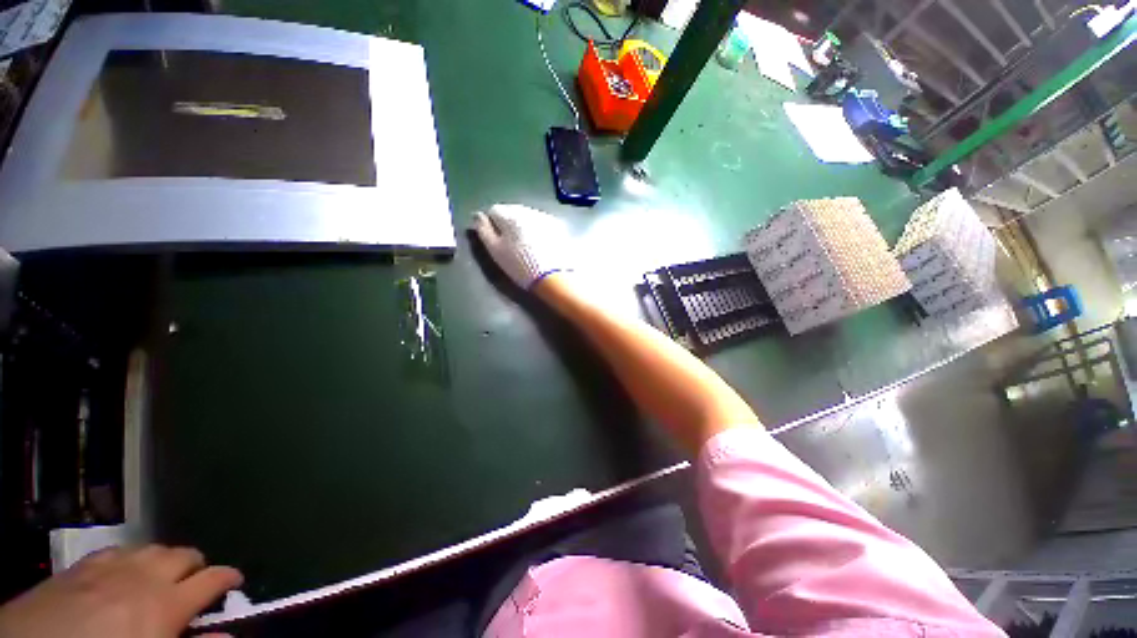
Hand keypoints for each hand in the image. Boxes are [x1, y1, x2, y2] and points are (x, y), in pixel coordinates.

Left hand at [0, 545, 242, 637]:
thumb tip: (230, 635)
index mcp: (167, 603)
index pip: (214, 578)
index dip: (230, 578)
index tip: (236, 584)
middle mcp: (146, 575)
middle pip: (185, 555)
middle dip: (196, 567)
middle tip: (193, 587)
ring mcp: (112, 566)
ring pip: (153, 547)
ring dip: (163, 562)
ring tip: (158, 582)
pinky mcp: (85, 564)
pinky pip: (119, 550)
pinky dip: (130, 560)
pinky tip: (121, 576)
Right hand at [471, 204, 573, 289]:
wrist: (553, 277)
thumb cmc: (520, 265)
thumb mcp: (495, 251)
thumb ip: (483, 230)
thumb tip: (477, 215)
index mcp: (510, 214)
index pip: (493, 210)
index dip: (492, 226)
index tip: (497, 241)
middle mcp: (528, 210)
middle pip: (512, 211)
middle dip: (509, 224)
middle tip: (512, 245)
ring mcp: (545, 217)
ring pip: (528, 216)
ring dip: (525, 226)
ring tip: (528, 246)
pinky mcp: (558, 226)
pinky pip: (543, 223)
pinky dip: (539, 230)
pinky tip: (541, 246)